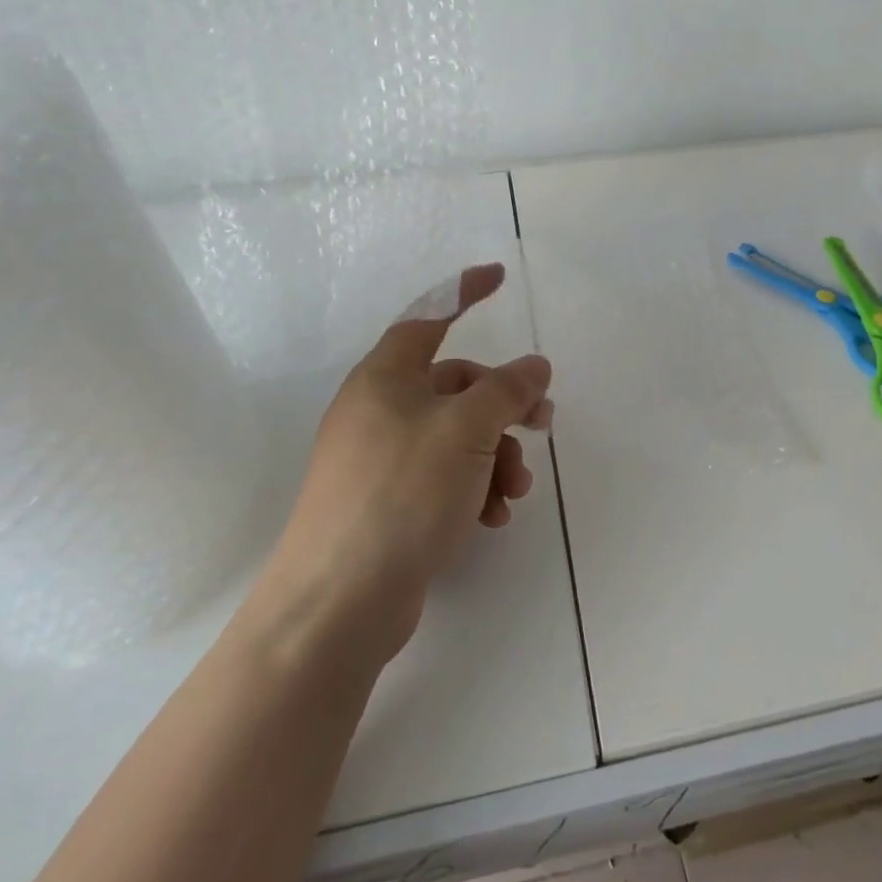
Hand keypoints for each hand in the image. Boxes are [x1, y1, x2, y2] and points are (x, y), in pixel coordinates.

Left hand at [256, 263, 553, 663]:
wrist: (337, 604)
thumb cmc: (402, 494)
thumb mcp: (466, 430)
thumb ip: (506, 390)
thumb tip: (535, 366)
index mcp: (385, 378)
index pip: (429, 317)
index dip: (465, 293)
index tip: (499, 278)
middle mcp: (379, 412)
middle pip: (456, 387)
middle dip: (504, 406)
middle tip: (544, 424)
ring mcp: (381, 460)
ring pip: (457, 438)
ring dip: (496, 456)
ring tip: (515, 490)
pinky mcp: (388, 505)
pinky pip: (444, 478)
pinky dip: (474, 488)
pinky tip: (492, 517)